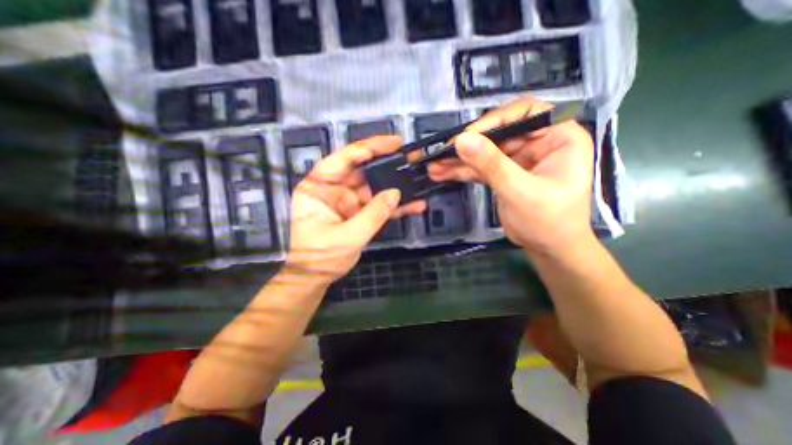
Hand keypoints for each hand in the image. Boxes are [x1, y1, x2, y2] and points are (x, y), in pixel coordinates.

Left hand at [287, 136, 426, 283]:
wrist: (318, 276)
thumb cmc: (321, 256)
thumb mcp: (347, 236)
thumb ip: (373, 214)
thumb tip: (395, 193)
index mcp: (319, 187)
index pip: (342, 160)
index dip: (366, 148)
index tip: (391, 144)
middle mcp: (334, 189)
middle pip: (361, 169)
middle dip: (385, 162)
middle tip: (408, 155)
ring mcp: (348, 201)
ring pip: (374, 187)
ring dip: (394, 185)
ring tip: (416, 177)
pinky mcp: (359, 213)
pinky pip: (379, 205)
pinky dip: (395, 206)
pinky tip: (414, 204)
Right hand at [428, 96, 594, 255]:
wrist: (548, 249)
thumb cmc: (549, 221)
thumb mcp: (520, 191)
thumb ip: (492, 164)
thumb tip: (463, 140)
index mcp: (558, 137)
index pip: (526, 113)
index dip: (496, 120)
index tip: (469, 135)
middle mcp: (538, 143)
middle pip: (498, 134)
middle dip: (469, 145)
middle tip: (442, 153)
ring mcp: (518, 160)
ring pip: (485, 153)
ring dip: (459, 160)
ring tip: (435, 165)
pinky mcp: (504, 174)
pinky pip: (481, 168)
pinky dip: (462, 172)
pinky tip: (442, 173)